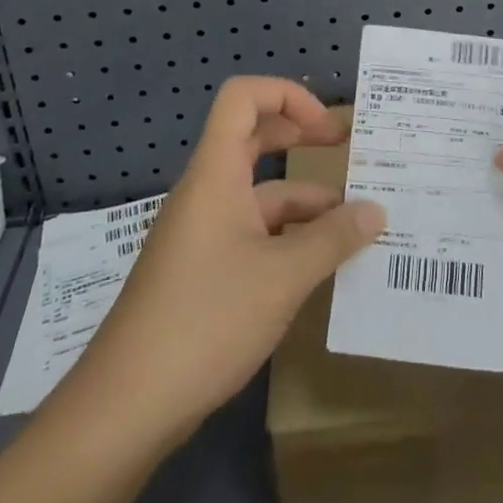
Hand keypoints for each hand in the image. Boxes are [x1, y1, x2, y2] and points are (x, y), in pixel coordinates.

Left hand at [73, 77, 384, 442]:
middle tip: (351, 153)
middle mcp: (207, 192)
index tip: (328, 127)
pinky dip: (289, 240)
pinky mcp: (202, 271)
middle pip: (254, 139)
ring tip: (358, 227)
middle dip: (303, 139)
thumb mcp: (283, 277)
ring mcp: (202, 233)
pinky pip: (253, 234)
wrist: (125, 408)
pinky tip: (322, 267)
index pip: (243, 97)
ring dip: (306, 203)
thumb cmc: (206, 319)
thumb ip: (334, 238)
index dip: (288, 95)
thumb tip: (377, 211)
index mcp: (216, 173)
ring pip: (260, 196)